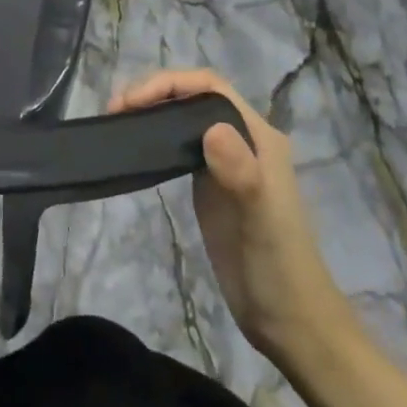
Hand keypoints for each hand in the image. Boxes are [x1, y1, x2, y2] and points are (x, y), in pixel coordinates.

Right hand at [109, 69, 353, 367]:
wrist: (291, 323)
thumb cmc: (279, 270)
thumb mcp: (262, 223)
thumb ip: (243, 175)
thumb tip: (212, 129)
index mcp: (259, 137)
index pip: (210, 87)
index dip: (169, 83)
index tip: (132, 100)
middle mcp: (243, 139)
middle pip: (194, 95)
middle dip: (154, 91)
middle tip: (115, 110)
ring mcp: (226, 161)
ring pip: (185, 116)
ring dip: (152, 109)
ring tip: (117, 120)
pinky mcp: (211, 183)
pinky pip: (181, 143)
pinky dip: (156, 134)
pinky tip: (136, 144)